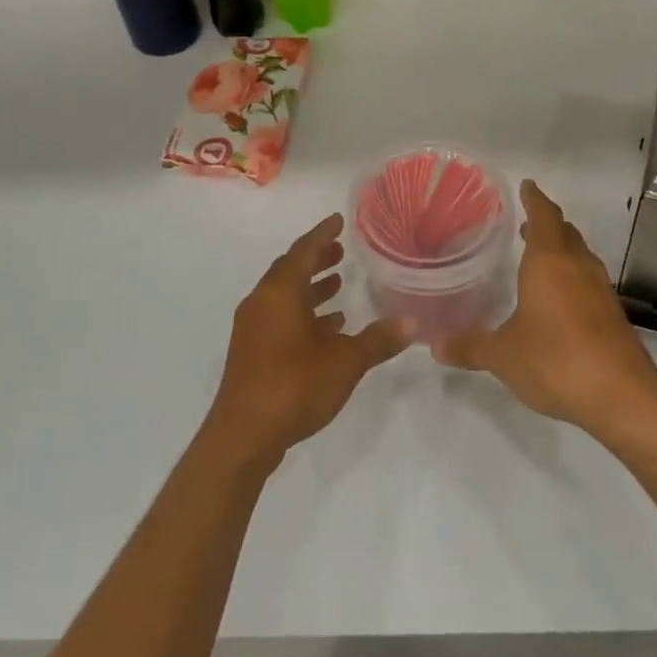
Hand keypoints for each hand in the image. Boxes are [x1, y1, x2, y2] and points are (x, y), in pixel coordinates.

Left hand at [206, 212, 407, 467]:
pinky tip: (328, 327)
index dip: (323, 234)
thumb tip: (413, 323)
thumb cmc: (294, 385)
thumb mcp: (345, 361)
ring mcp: (252, 328)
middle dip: (316, 259)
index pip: (303, 250)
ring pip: (284, 296)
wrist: (243, 436)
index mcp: (280, 292)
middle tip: (341, 252)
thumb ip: (378, 340)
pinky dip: (302, 314)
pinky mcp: (251, 352)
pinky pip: (279, 318)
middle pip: (290, 270)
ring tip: (338, 285)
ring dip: (310, 288)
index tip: (339, 220)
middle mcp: (262, 303)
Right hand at [432, 180, 656, 437]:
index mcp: (549, 262)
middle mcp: (578, 267)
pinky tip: (560, 300)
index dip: (534, 198)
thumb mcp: (502, 355)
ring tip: (540, 257)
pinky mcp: (613, 315)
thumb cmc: (555, 360)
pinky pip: (589, 282)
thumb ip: (470, 346)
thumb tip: (434, 344)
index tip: (527, 185)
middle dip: (547, 223)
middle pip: (565, 232)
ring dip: (562, 250)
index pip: (544, 216)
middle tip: (526, 222)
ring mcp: (600, 290)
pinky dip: (573, 278)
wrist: (622, 396)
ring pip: (580, 256)